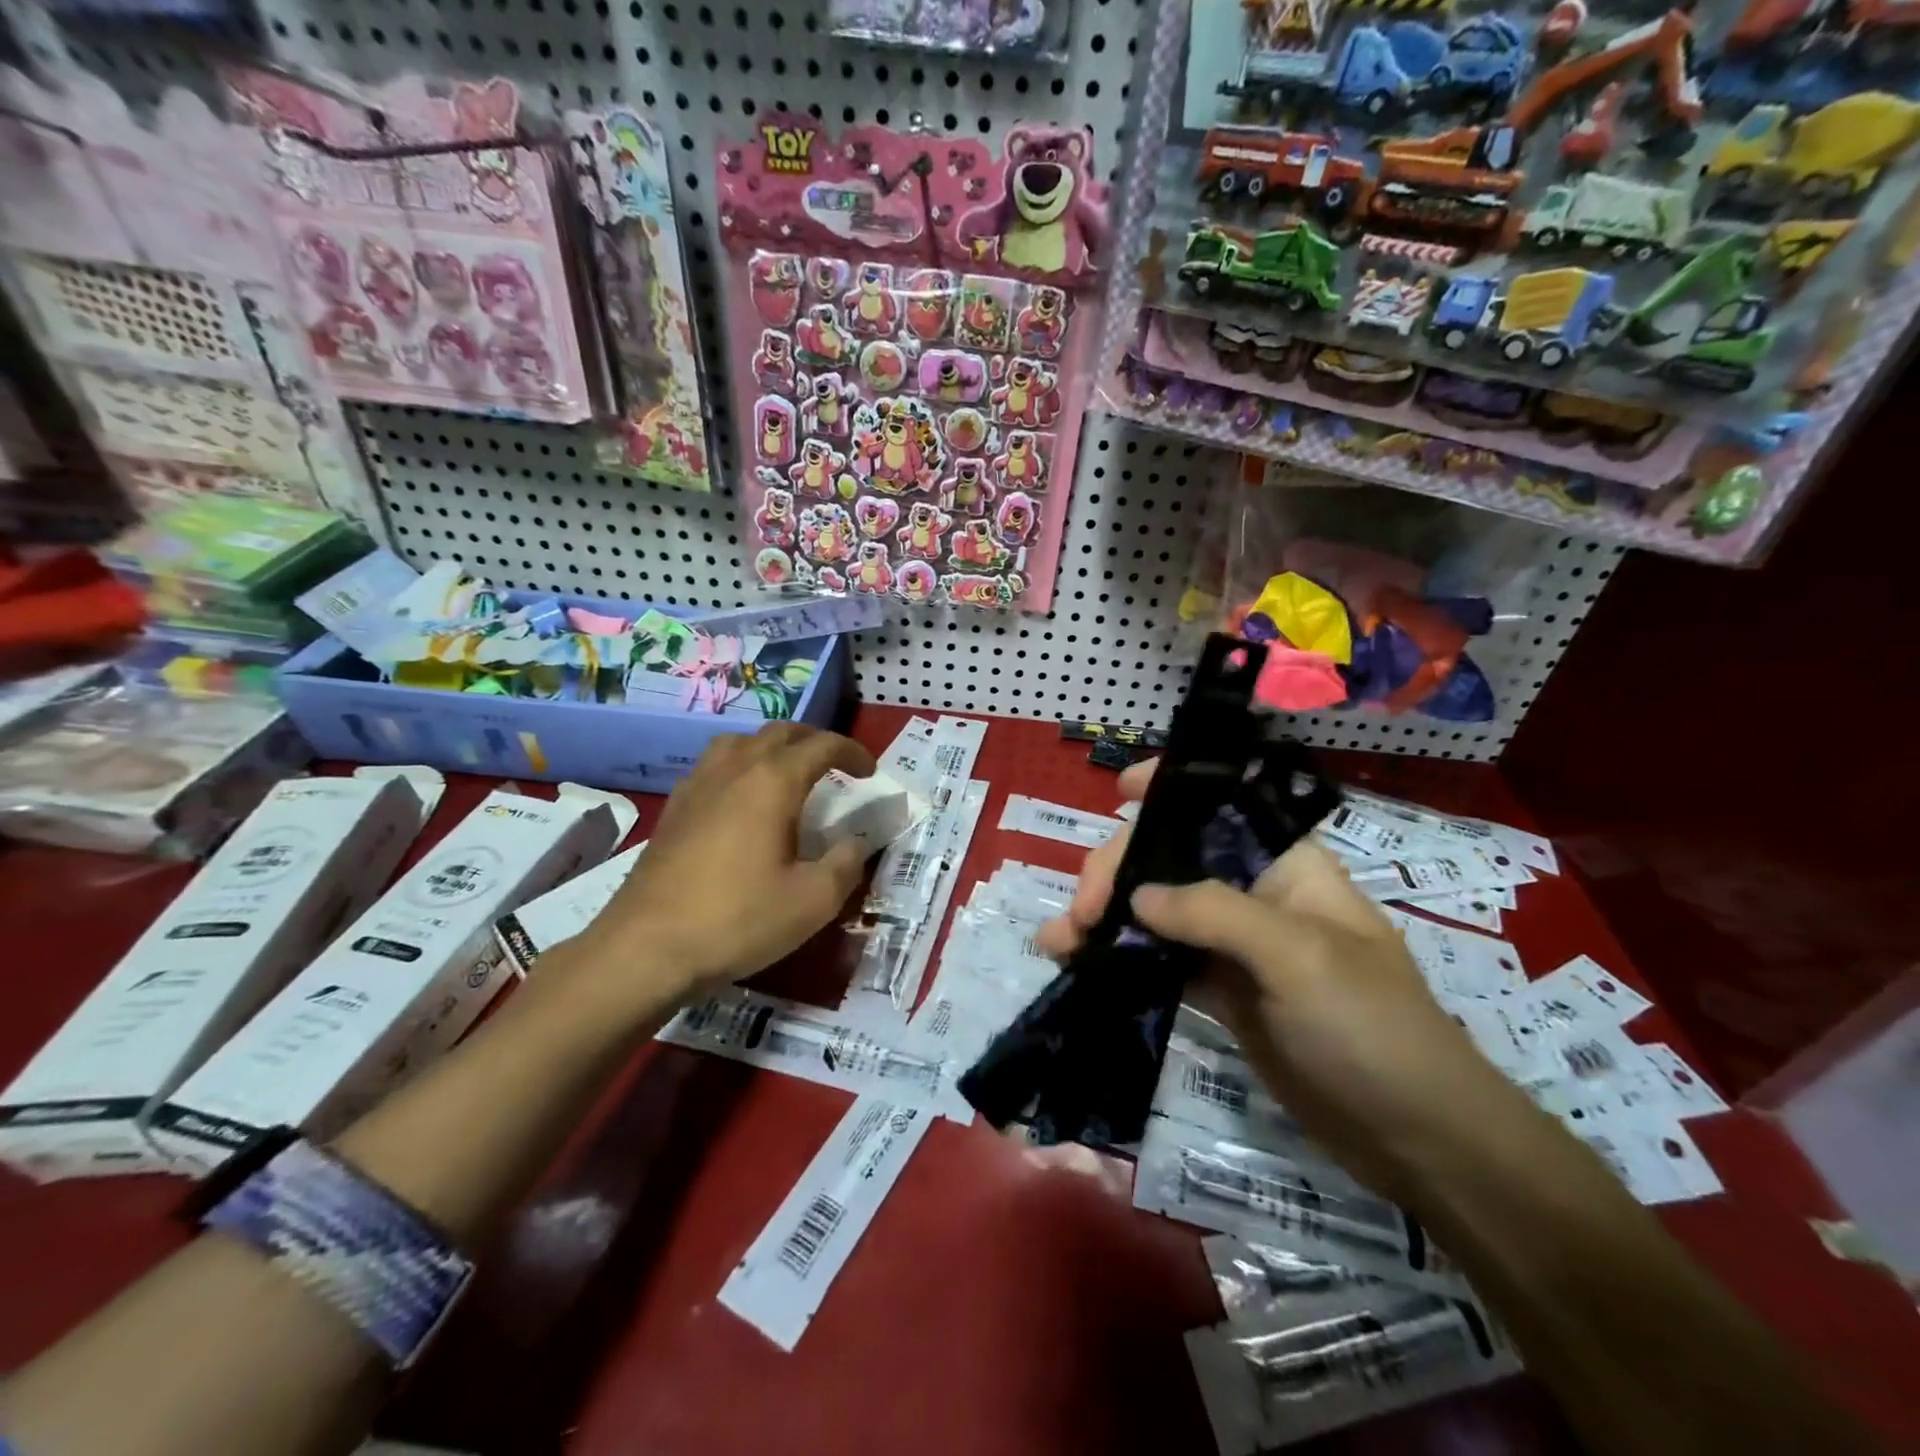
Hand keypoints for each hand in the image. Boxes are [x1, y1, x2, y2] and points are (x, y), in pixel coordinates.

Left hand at [588, 723, 876, 1004]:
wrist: (647, 947)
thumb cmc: (737, 920)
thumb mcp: (813, 901)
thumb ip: (846, 864)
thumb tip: (856, 842)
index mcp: (772, 782)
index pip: (821, 746)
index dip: (851, 752)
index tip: (869, 771)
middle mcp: (734, 769)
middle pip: (779, 733)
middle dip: (814, 741)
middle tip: (835, 765)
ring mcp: (697, 785)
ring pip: (740, 742)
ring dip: (772, 747)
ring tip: (787, 773)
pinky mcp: (674, 808)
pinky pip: (713, 766)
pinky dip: (740, 766)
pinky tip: (741, 801)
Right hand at [1039, 761, 1529, 1202]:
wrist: (1415, 1136)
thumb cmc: (1372, 1026)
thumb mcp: (1299, 956)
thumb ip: (1214, 912)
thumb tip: (1137, 895)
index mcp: (1285, 863)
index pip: (1221, 804)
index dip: (1171, 787)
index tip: (1119, 789)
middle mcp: (1253, 892)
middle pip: (1171, 858)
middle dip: (1118, 871)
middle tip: (1082, 913)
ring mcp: (1233, 944)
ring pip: (1155, 910)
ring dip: (1104, 917)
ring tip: (1057, 940)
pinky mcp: (1219, 990)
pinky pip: (1158, 959)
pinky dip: (1118, 957)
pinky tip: (1079, 963)